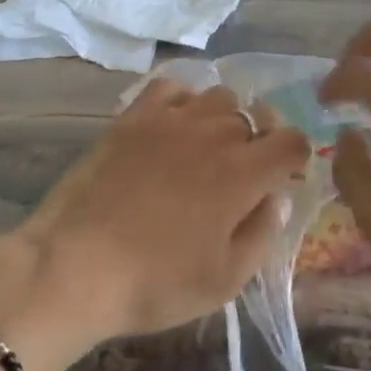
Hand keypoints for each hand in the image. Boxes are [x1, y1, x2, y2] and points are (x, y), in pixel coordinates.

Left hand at [0, 80, 309, 344]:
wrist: (74, 266)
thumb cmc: (155, 283)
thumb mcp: (224, 280)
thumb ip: (262, 234)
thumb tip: (277, 197)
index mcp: (244, 173)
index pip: (292, 141)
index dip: (295, 156)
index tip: (283, 176)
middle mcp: (215, 134)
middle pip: (256, 116)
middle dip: (261, 139)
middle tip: (243, 170)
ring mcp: (173, 119)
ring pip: (219, 96)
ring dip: (225, 117)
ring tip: (208, 145)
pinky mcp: (135, 116)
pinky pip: (173, 87)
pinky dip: (183, 100)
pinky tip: (173, 126)